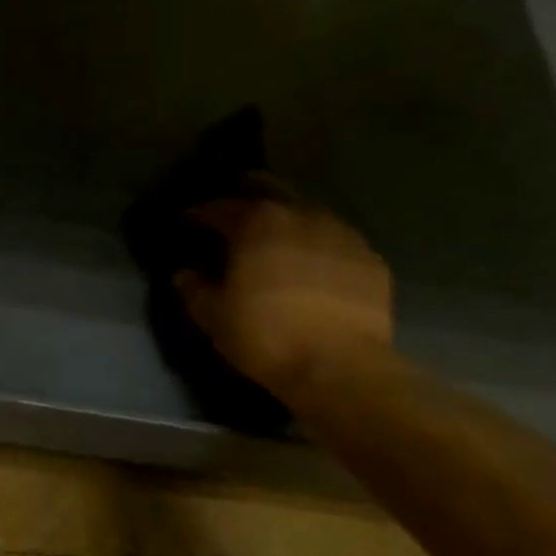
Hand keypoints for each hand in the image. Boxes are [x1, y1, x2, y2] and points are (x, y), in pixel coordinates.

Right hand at [174, 189, 393, 399]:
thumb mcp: (213, 316)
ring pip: (308, 212)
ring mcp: (342, 233)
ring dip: (287, 220)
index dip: (199, 214)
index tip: (188, 222)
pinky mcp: (371, 259)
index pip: (219, 207)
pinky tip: (314, 268)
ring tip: (277, 241)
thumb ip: (194, 288)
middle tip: (234, 212)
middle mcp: (300, 215)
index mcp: (256, 223)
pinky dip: (319, 247)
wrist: (340, 367)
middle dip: (247, 194)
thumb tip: (185, 273)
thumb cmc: (264, 335)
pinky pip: (337, 242)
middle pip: (270, 189)